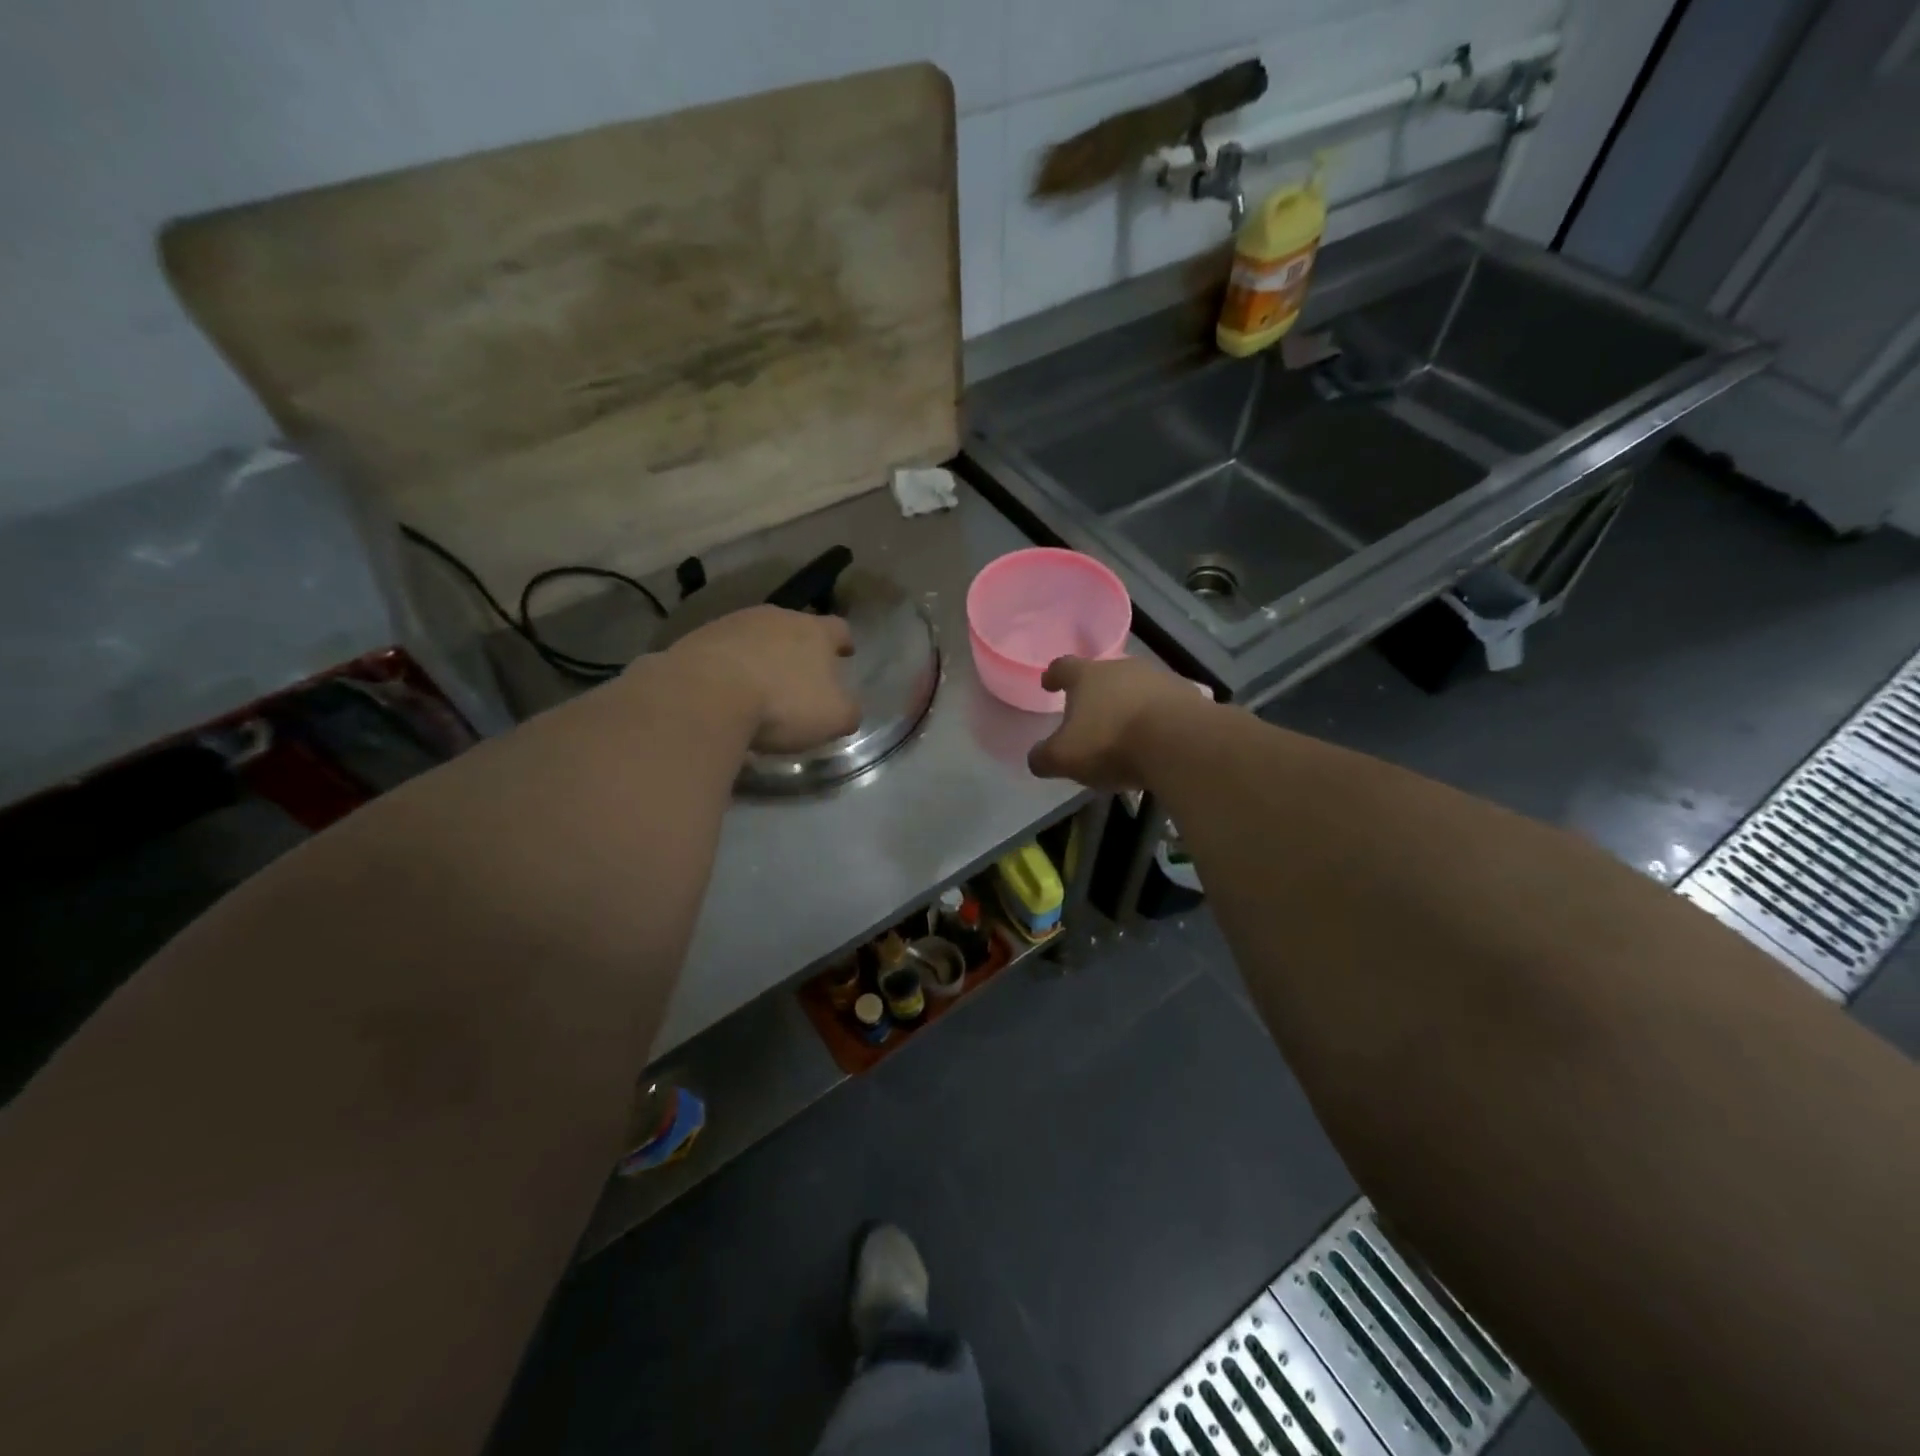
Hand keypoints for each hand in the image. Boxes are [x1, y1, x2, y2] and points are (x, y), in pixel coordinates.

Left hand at [662, 606, 860, 753]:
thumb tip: (849, 709)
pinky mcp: (698, 638)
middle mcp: (776, 617)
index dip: (844, 641)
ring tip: (760, 684)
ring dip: (761, 655)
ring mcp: (733, 623)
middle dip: (799, 647)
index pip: (839, 628)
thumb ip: (848, 711)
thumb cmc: (782, 704)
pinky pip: (723, 650)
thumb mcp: (832, 717)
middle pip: (795, 627)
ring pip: (756, 635)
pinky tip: (726, 690)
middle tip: (800, 673)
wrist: (705, 694)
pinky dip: (729, 666)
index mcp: (815, 631)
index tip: (845, 653)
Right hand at [1028, 656, 1208, 789]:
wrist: (1179, 743)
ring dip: (1128, 704)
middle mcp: (1123, 668)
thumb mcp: (1063, 758)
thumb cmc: (1111, 743)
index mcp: (1087, 676)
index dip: (1054, 676)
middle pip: (1103, 675)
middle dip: (1095, 693)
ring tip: (1124, 730)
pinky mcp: (1189, 696)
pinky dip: (1156, 718)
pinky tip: (1155, 740)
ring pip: (1136, 688)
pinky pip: (1165, 705)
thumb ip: (1043, 757)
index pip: (1063, 667)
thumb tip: (1037, 758)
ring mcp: (1159, 678)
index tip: (1049, 684)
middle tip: (1089, 714)